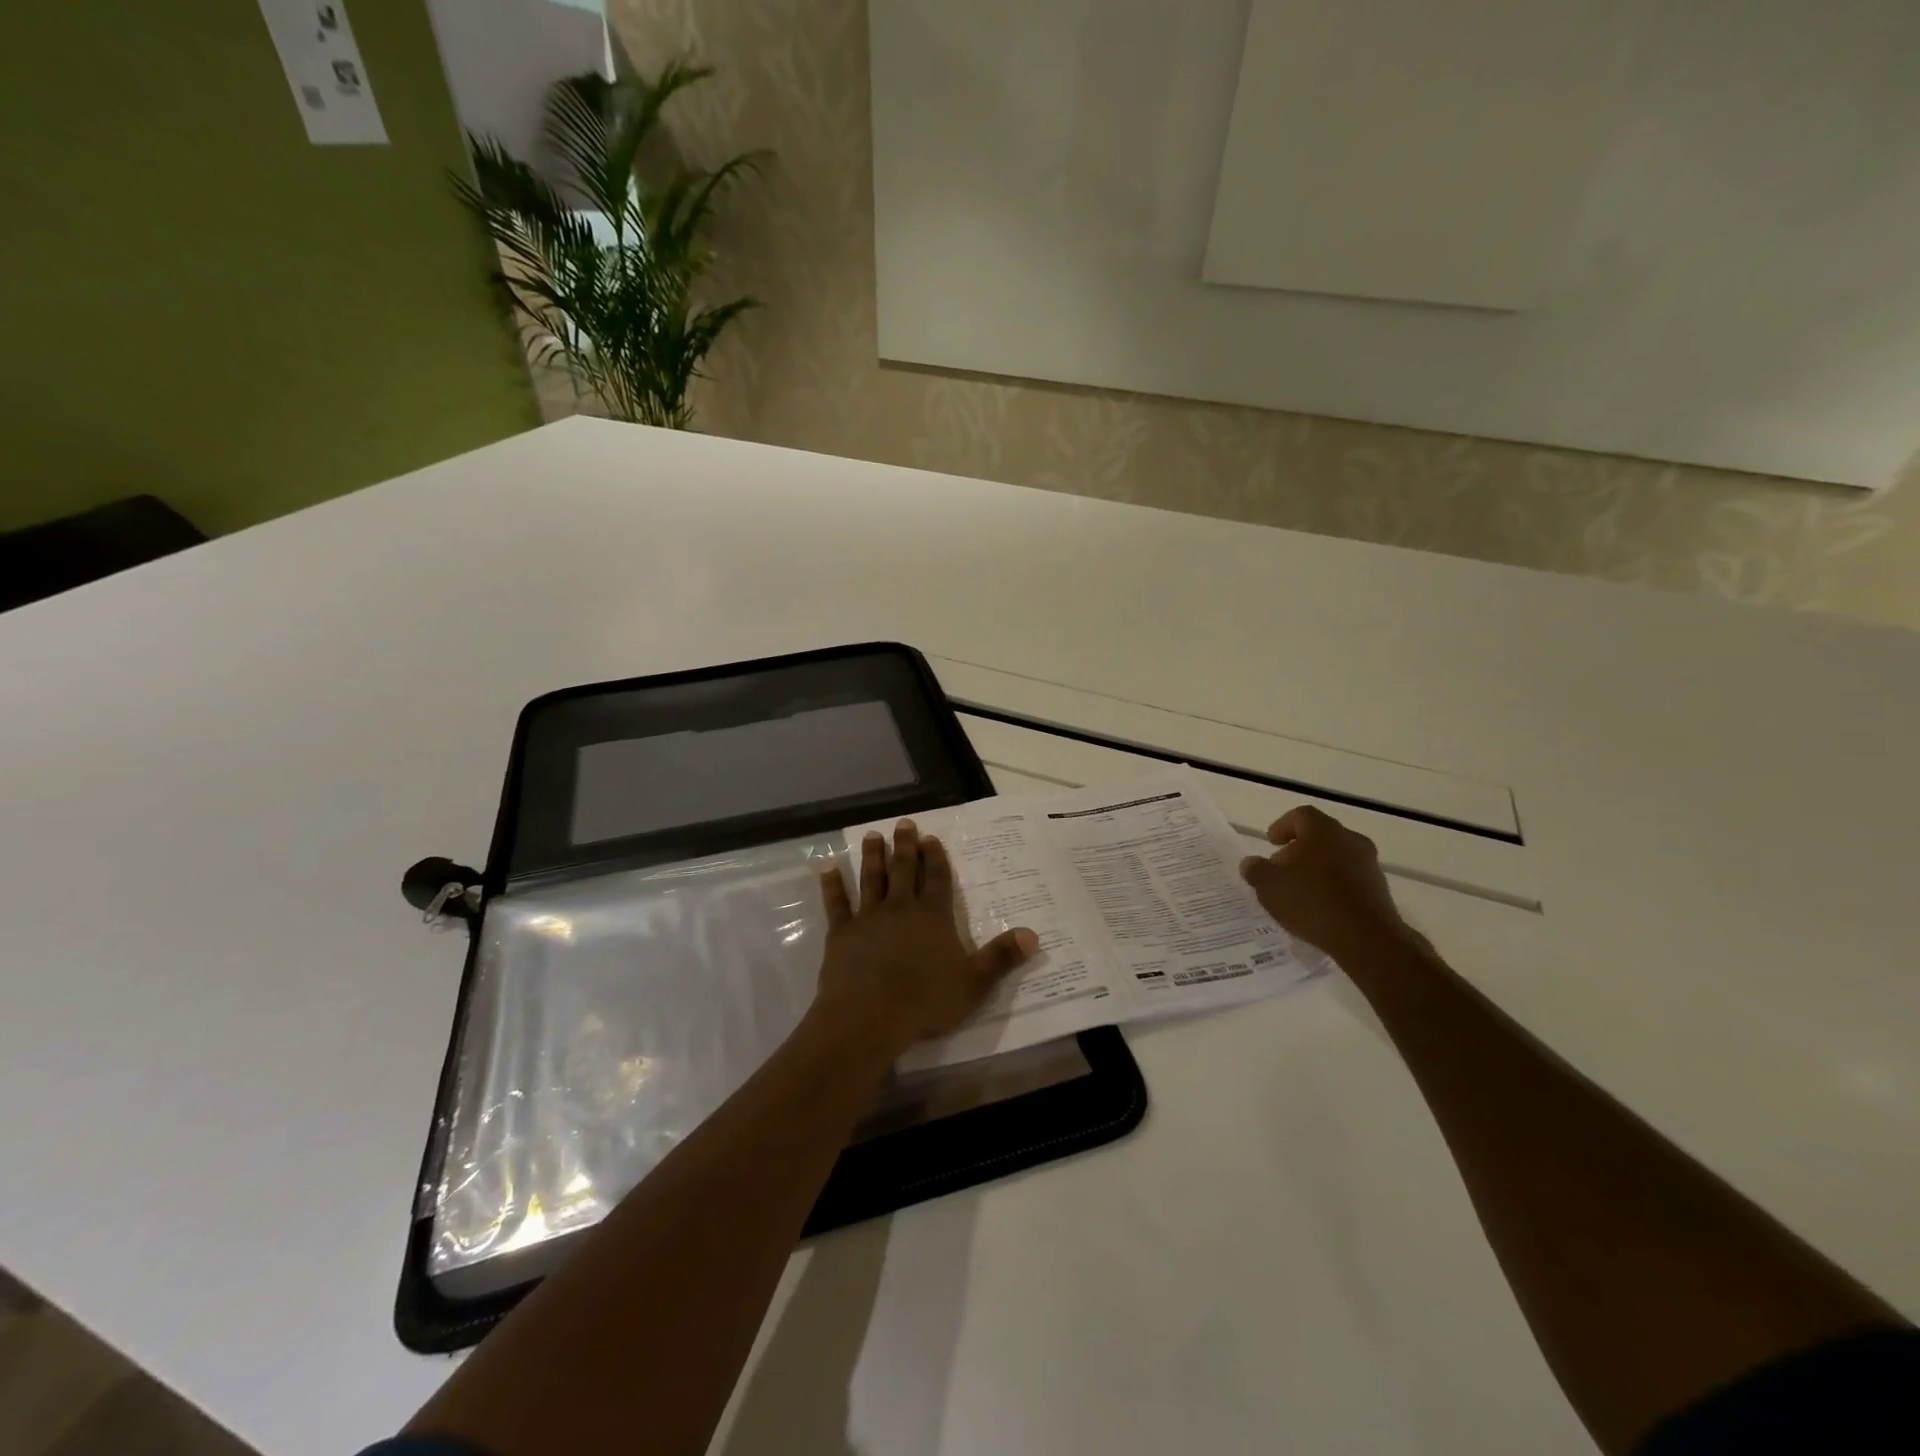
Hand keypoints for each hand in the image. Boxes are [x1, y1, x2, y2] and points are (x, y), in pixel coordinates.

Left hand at [813, 819, 1038, 1055]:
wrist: (869, 1016)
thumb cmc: (925, 1001)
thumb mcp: (973, 983)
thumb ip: (1001, 958)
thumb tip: (1033, 935)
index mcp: (933, 917)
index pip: (937, 879)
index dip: (935, 857)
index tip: (930, 836)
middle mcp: (901, 908)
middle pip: (903, 870)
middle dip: (904, 846)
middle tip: (903, 823)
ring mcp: (868, 918)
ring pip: (871, 879)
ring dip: (872, 856)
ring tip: (872, 835)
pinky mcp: (841, 933)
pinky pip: (836, 904)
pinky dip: (832, 886)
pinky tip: (827, 869)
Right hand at [1239, 806, 1422, 960]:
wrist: (1367, 938)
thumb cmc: (1312, 901)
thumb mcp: (1269, 886)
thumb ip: (1256, 870)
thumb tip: (1251, 863)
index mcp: (1323, 830)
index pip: (1301, 815)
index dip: (1282, 825)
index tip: (1271, 842)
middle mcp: (1349, 840)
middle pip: (1320, 835)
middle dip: (1299, 849)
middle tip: (1281, 867)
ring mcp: (1369, 864)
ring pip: (1337, 856)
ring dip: (1317, 867)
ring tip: (1299, 890)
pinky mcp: (1379, 889)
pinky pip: (1350, 878)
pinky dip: (1333, 885)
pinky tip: (1320, 906)